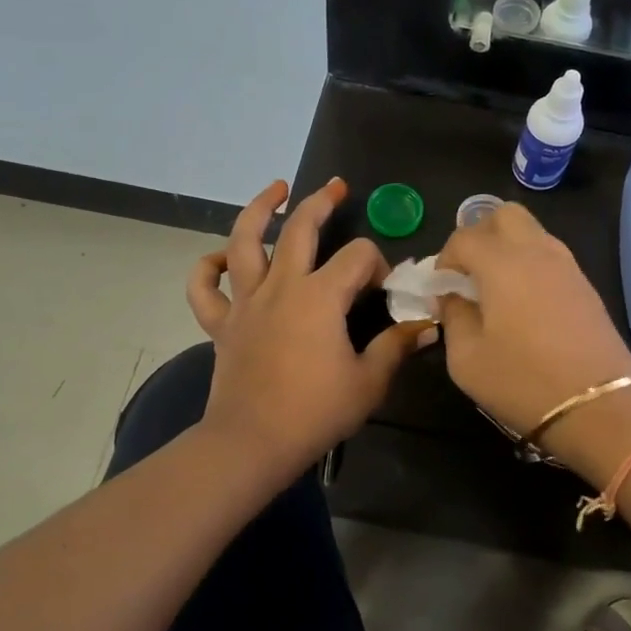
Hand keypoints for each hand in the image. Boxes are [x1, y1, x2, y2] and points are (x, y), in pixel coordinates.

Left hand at [187, 178, 434, 487]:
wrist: (252, 443)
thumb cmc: (315, 412)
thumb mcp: (369, 382)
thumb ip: (396, 347)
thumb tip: (426, 326)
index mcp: (321, 296)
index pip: (358, 256)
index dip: (378, 265)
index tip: (383, 291)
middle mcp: (281, 286)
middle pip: (300, 228)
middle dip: (321, 202)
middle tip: (336, 187)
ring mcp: (246, 302)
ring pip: (244, 241)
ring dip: (259, 210)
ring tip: (274, 190)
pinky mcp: (222, 323)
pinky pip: (204, 288)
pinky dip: (207, 267)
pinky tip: (220, 258)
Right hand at [433, 203, 630, 437]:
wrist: (597, 406)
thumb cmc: (522, 381)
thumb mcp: (466, 358)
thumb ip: (454, 317)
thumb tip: (452, 297)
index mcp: (502, 263)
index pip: (464, 237)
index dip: (445, 259)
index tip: (440, 289)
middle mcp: (536, 252)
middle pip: (504, 215)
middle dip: (480, 235)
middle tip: (469, 272)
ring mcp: (567, 265)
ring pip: (532, 231)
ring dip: (508, 247)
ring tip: (496, 288)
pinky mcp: (586, 285)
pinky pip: (551, 255)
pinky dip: (531, 263)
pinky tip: (524, 302)